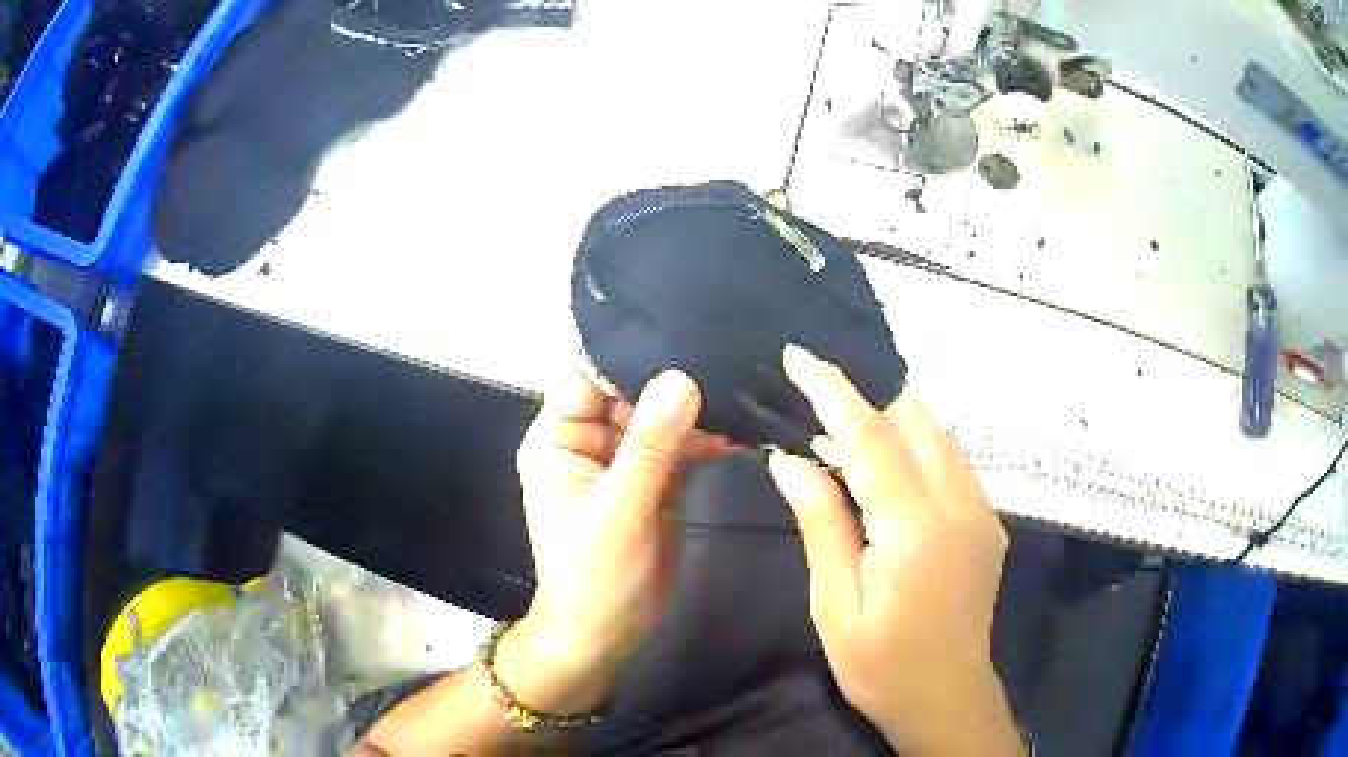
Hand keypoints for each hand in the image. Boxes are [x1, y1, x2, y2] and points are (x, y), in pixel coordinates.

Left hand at [501, 367, 730, 714]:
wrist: (606, 635)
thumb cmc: (593, 577)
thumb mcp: (619, 510)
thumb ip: (650, 446)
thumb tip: (680, 377)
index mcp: (559, 438)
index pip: (587, 374)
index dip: (627, 349)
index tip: (679, 323)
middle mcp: (590, 440)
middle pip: (631, 390)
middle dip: (674, 374)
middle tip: (726, 347)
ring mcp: (626, 461)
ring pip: (663, 416)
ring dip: (698, 407)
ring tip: (743, 384)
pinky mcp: (657, 481)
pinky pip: (683, 447)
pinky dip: (710, 440)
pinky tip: (743, 429)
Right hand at [768, 345, 1020, 755]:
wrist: (947, 698)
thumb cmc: (881, 664)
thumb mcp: (835, 605)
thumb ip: (821, 524)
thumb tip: (789, 460)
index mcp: (915, 529)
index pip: (870, 439)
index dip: (832, 392)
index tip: (799, 355)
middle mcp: (959, 505)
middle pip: (914, 421)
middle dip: (864, 410)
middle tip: (818, 437)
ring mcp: (982, 512)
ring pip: (938, 436)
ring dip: (892, 432)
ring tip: (848, 464)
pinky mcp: (990, 523)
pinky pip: (952, 463)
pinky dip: (917, 455)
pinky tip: (890, 490)